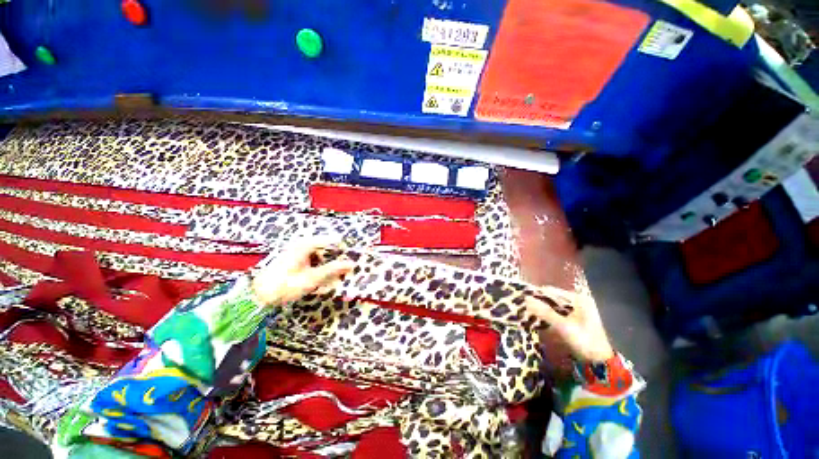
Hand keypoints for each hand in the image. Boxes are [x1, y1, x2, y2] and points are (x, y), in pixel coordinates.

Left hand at [251, 239, 354, 306]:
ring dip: (327, 265)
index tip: (354, 257)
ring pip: (320, 255)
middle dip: (336, 259)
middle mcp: (302, 244)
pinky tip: (319, 278)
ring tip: (332, 277)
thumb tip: (351, 263)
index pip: (332, 241)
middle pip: (326, 248)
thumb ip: (332, 270)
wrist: (257, 296)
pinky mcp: (294, 259)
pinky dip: (318, 268)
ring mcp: (297, 251)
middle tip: (344, 270)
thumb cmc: (285, 285)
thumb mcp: (311, 278)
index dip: (344, 249)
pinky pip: (312, 260)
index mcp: (306, 245)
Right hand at [525, 292, 613, 362]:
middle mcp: (578, 301)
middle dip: (539, 302)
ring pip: (554, 306)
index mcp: (578, 299)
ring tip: (528, 311)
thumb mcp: (563, 326)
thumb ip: (545, 312)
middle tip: (524, 306)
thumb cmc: (584, 341)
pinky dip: (548, 315)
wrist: (599, 362)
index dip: (537, 294)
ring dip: (542, 309)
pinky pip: (557, 313)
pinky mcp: (574, 320)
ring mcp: (577, 311)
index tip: (522, 298)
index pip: (552, 291)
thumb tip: (526, 298)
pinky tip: (539, 319)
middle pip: (553, 298)